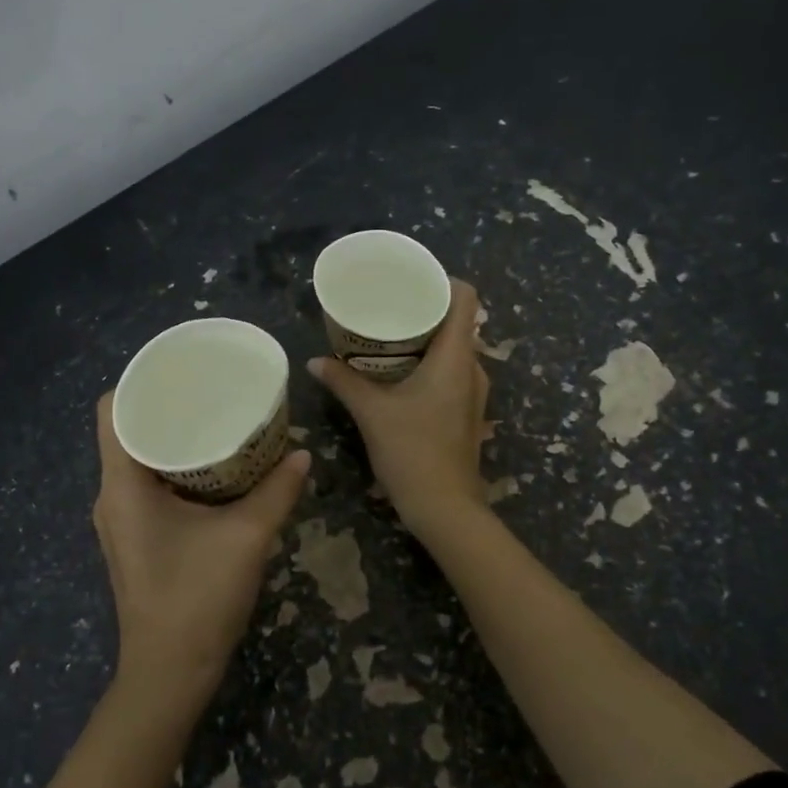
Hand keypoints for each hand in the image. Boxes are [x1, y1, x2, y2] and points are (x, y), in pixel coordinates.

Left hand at [93, 395, 310, 697]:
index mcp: (123, 485)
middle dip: (167, 407)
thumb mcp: (247, 537)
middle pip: (127, 430)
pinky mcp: (134, 538)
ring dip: (172, 438)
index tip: (182, 372)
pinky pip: (147, 484)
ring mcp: (120, 520)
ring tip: (215, 419)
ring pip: (138, 458)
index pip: (113, 410)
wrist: (171, 673)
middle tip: (211, 390)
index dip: (141, 382)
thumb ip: (277, 491)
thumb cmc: (198, 598)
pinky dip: (174, 467)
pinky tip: (212, 468)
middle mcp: (112, 496)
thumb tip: (302, 455)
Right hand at [309, 278, 489, 539]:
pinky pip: (451, 372)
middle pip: (458, 322)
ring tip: (388, 335)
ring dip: (426, 339)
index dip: (442, 281)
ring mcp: (472, 393)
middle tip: (388, 305)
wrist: (444, 507)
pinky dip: (429, 363)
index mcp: (456, 357)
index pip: (466, 298)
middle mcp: (472, 369)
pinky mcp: (466, 412)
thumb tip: (315, 361)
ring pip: (454, 349)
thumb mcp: (371, 412)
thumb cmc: (412, 451)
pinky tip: (398, 372)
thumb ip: (343, 381)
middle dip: (425, 309)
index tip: (410, 279)